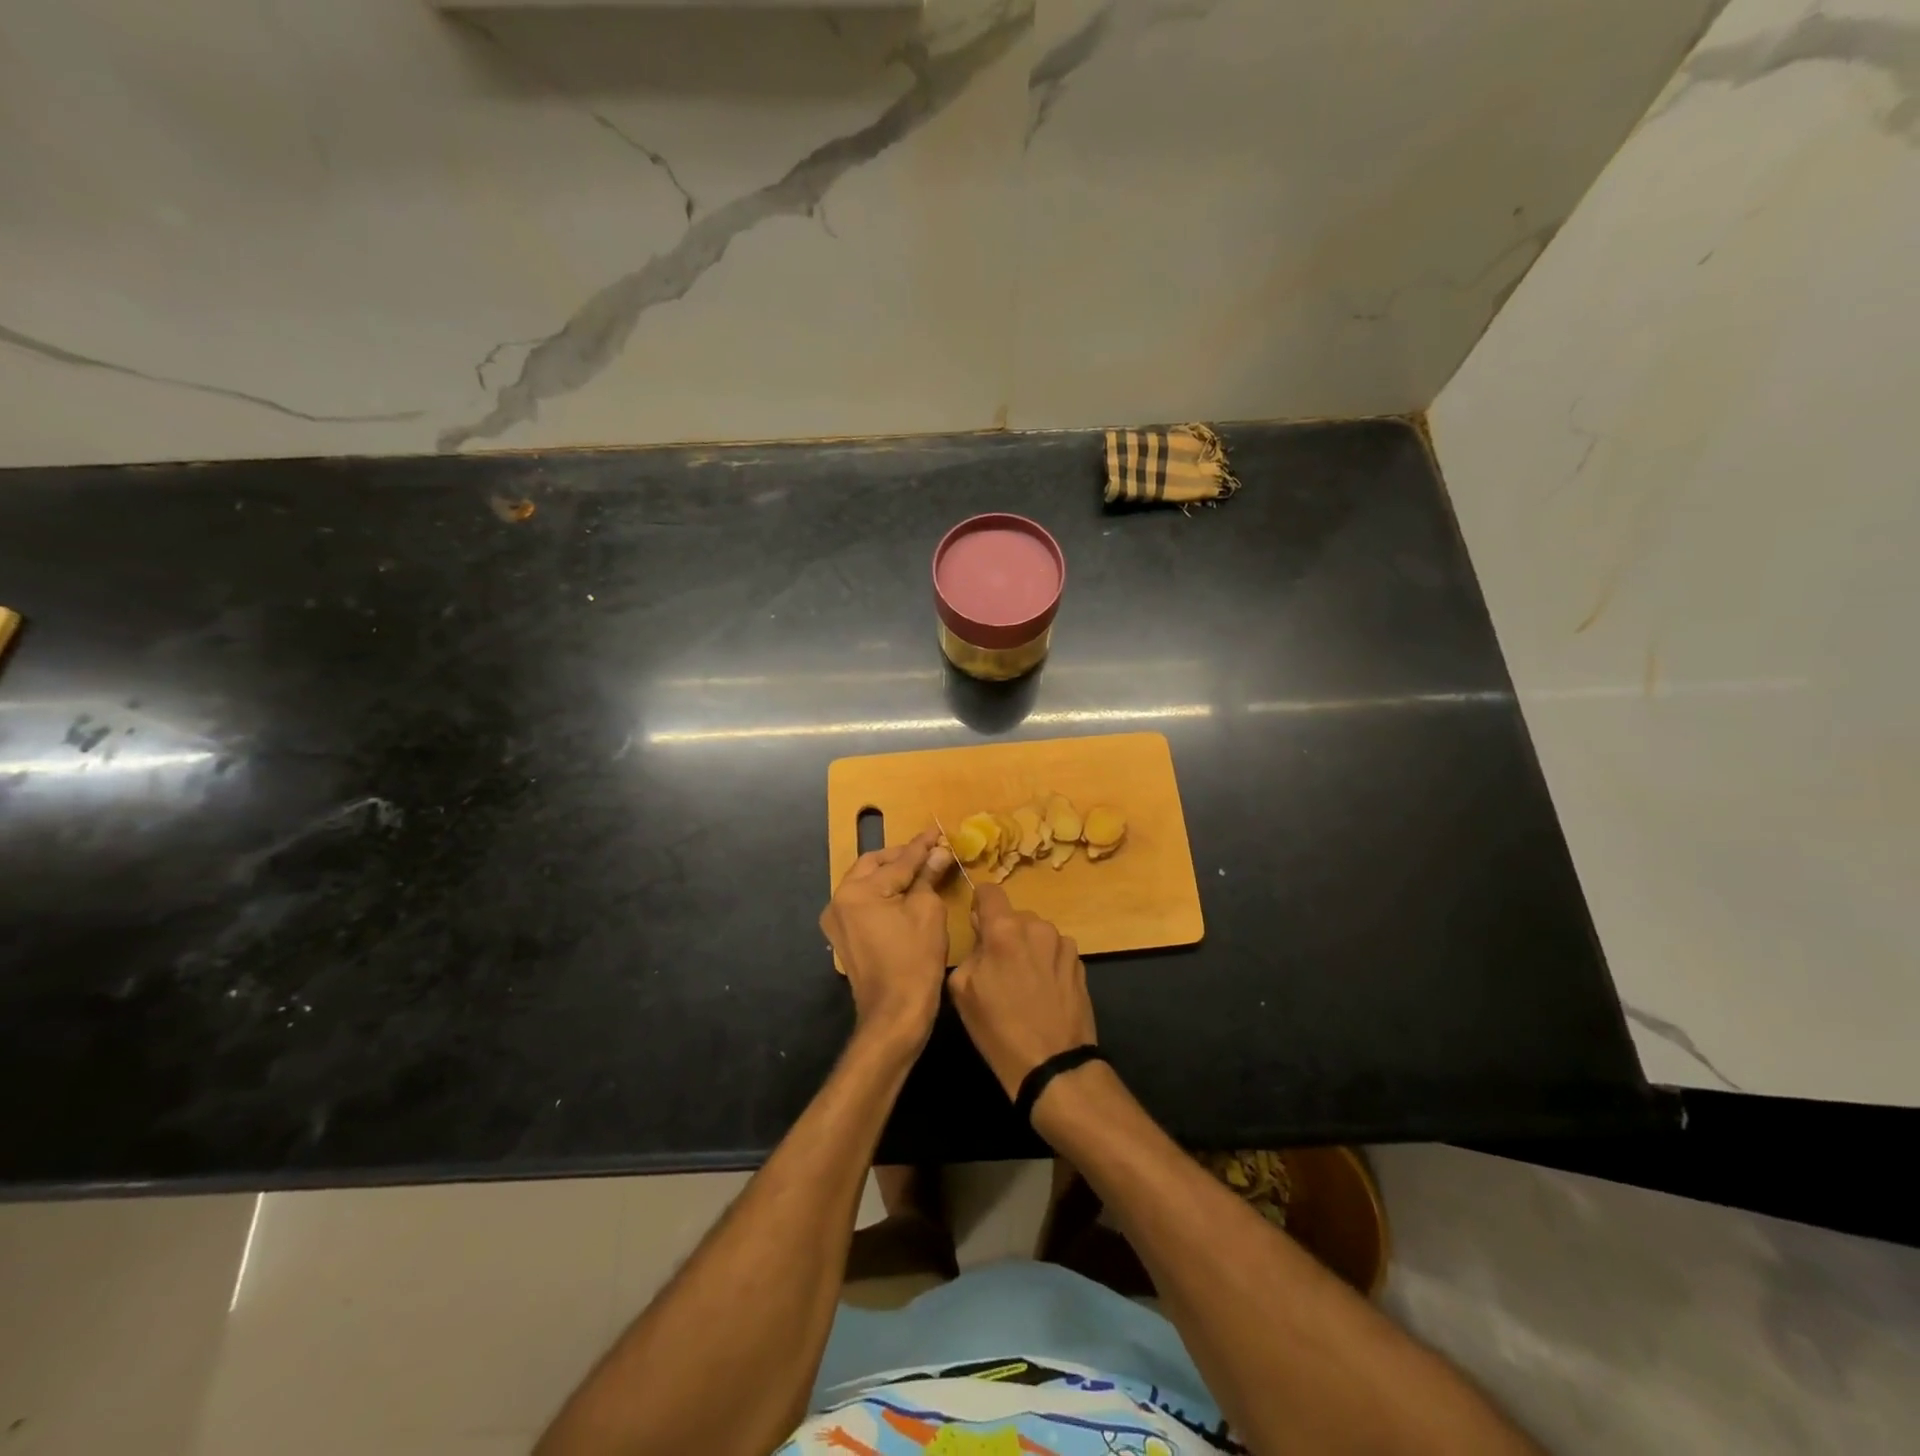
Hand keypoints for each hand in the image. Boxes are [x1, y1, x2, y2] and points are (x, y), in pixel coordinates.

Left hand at [820, 828, 954, 1053]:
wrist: (894, 1015)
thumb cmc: (915, 961)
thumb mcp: (928, 912)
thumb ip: (928, 877)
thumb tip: (938, 853)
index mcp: (858, 891)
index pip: (897, 862)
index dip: (921, 847)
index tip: (937, 832)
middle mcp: (839, 900)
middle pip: (873, 866)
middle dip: (901, 857)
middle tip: (928, 851)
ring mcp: (836, 920)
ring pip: (865, 883)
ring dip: (890, 874)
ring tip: (919, 870)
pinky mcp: (842, 937)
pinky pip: (862, 904)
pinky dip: (882, 894)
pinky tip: (903, 894)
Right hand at [949, 882, 1096, 1099]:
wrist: (1052, 1064)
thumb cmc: (998, 1029)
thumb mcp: (963, 990)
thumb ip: (970, 951)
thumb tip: (981, 934)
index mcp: (1003, 930)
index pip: (989, 891)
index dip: (980, 904)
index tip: (977, 924)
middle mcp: (1036, 926)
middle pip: (1014, 916)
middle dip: (1004, 933)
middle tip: (998, 966)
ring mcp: (1062, 944)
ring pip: (1036, 933)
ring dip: (1028, 947)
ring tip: (1024, 982)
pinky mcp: (1079, 962)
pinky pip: (1055, 950)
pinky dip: (1047, 961)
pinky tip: (1044, 991)